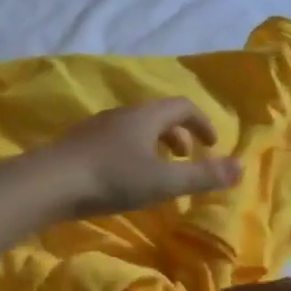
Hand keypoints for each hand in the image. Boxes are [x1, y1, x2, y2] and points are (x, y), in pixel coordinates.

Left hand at [41, 98, 242, 219]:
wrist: (48, 183)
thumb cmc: (111, 178)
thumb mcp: (163, 181)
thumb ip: (202, 175)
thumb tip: (241, 166)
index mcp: (146, 116)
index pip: (182, 106)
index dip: (202, 122)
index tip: (211, 145)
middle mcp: (121, 115)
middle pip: (157, 116)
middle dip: (179, 135)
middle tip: (188, 159)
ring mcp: (96, 128)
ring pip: (135, 129)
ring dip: (154, 145)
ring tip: (158, 172)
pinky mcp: (78, 145)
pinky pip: (115, 142)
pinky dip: (132, 154)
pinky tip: (124, 179)